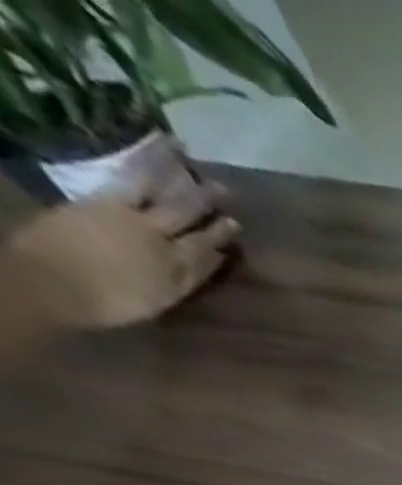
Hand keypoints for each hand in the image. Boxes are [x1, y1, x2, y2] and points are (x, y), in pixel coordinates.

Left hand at [7, 184, 238, 330]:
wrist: (57, 282)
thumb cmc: (106, 301)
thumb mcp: (156, 300)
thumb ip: (184, 280)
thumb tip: (211, 259)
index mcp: (177, 272)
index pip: (205, 254)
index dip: (220, 240)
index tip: (234, 226)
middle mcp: (164, 244)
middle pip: (190, 222)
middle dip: (207, 206)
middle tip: (225, 190)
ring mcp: (135, 221)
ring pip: (169, 199)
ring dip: (184, 182)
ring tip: (194, 164)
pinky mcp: (107, 203)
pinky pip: (135, 181)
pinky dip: (149, 166)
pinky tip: (157, 156)